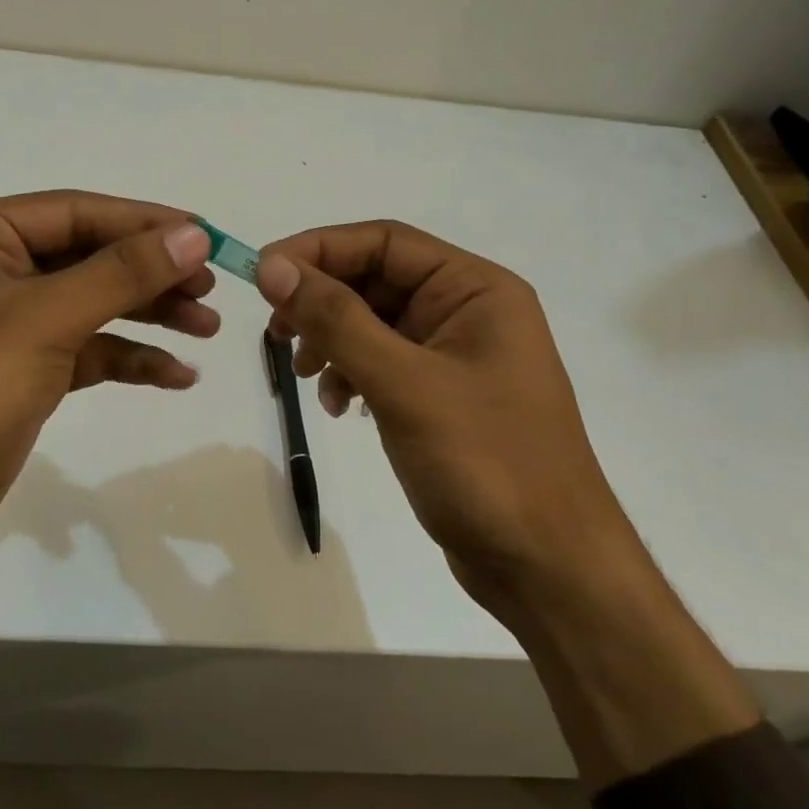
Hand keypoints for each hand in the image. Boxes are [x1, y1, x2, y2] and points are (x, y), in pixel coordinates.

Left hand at [0, 191, 215, 577]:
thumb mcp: (39, 324)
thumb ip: (119, 274)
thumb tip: (192, 233)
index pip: (74, 212)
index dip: (145, 223)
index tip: (208, 237)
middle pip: (86, 257)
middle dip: (151, 274)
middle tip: (211, 288)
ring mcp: (0, 325)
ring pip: (89, 305)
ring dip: (147, 315)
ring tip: (208, 328)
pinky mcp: (16, 373)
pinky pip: (82, 351)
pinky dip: (125, 359)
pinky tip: (175, 375)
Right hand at [253, 221, 634, 621]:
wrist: (546, 566)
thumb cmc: (484, 463)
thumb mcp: (403, 384)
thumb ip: (336, 320)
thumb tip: (273, 266)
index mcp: (475, 289)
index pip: (384, 242)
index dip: (318, 249)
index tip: (261, 275)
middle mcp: (468, 311)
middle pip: (377, 281)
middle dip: (322, 303)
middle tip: (276, 334)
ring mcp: (456, 357)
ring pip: (375, 324)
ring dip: (333, 342)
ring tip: (309, 379)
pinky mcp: (443, 398)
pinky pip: (384, 364)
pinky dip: (353, 376)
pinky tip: (340, 408)